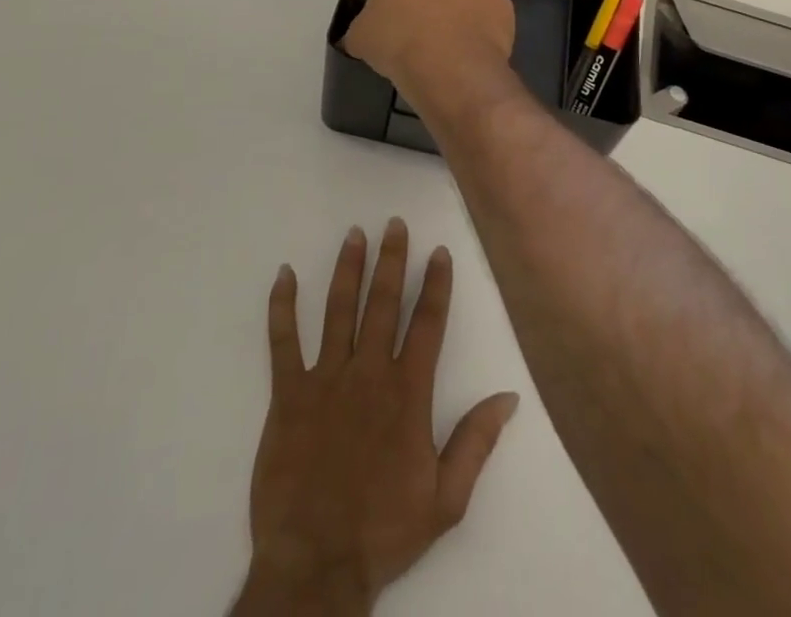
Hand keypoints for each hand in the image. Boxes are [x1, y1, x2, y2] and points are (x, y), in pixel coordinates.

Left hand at [232, 219, 520, 615]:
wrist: (316, 565)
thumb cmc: (384, 531)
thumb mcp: (446, 498)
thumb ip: (477, 442)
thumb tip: (509, 396)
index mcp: (407, 393)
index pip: (427, 324)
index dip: (435, 284)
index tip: (439, 251)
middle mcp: (368, 373)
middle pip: (383, 303)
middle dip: (391, 260)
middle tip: (394, 224)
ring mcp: (325, 379)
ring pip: (338, 309)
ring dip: (347, 269)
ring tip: (354, 234)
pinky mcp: (287, 394)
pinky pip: (282, 341)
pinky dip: (282, 306)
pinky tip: (283, 274)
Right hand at [343, 0, 514, 96]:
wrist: (452, 67)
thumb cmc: (397, 39)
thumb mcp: (360, 34)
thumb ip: (364, 22)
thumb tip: (367, 32)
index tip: (388, 1)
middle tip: (415, 16)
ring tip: (444, 36)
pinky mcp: (504, 1)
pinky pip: (485, 8)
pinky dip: (478, 22)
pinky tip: (465, 47)